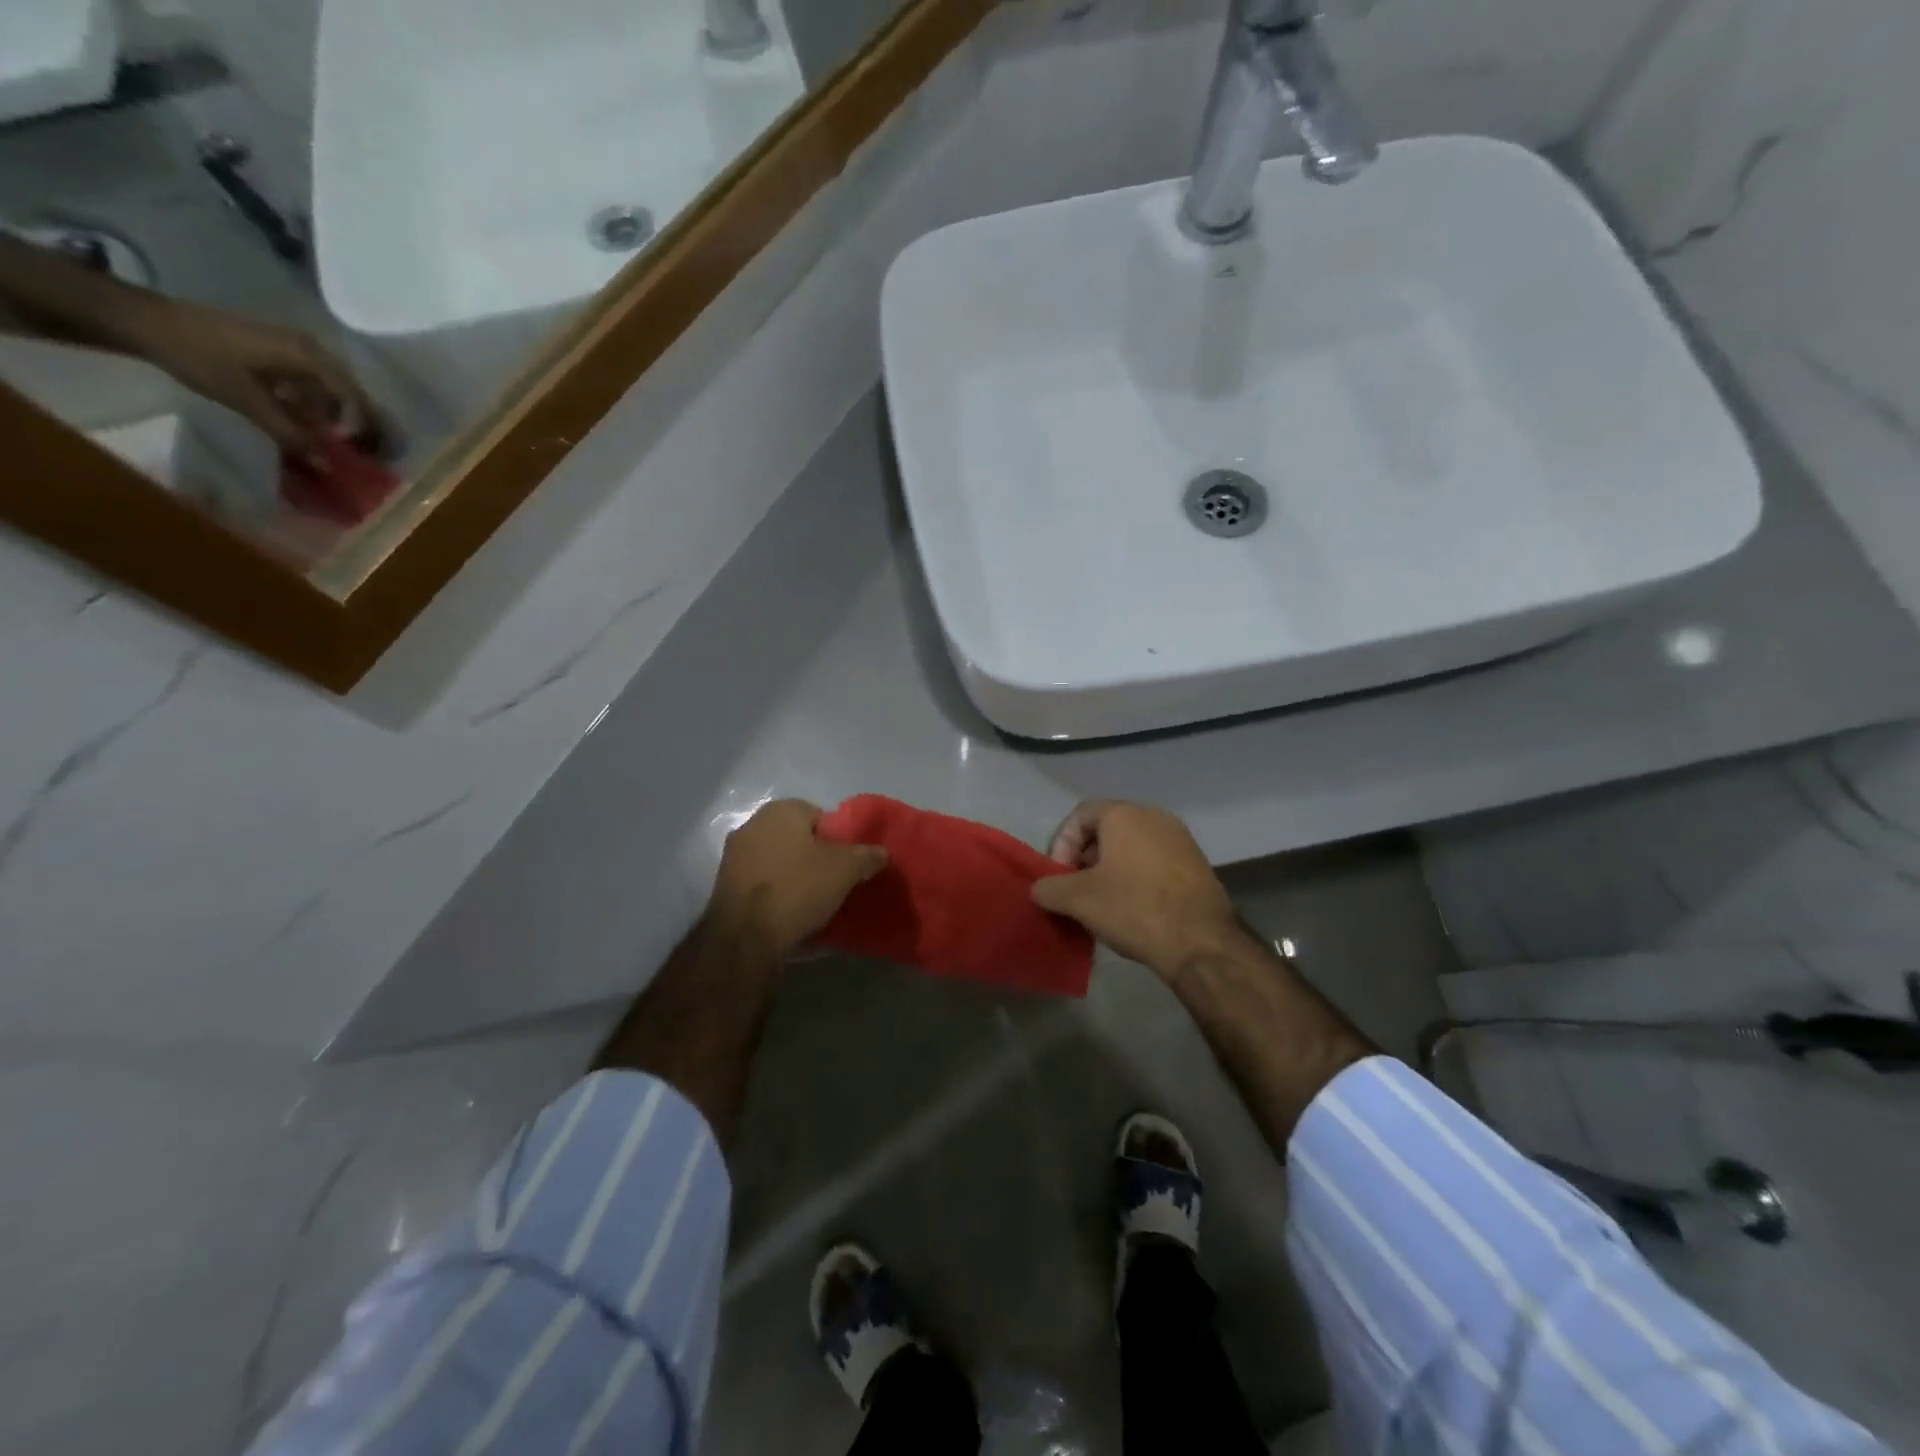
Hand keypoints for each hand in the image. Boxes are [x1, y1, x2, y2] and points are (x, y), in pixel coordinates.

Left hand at [130, 297, 393, 463]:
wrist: (144, 320)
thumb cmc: (200, 357)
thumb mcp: (248, 401)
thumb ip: (290, 434)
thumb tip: (328, 468)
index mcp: (311, 358)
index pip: (357, 399)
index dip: (370, 428)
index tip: (373, 455)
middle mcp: (311, 350)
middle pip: (348, 394)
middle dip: (354, 424)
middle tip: (354, 453)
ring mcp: (292, 347)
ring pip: (327, 389)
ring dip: (329, 416)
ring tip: (323, 441)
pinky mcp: (276, 350)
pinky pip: (308, 382)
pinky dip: (310, 404)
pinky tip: (298, 420)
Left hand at [707, 799, 887, 959]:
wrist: (745, 936)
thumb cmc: (798, 887)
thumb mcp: (846, 869)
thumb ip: (867, 856)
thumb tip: (881, 853)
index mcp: (781, 810)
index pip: (819, 815)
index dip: (837, 839)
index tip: (847, 864)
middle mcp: (752, 824)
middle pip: (796, 838)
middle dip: (814, 857)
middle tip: (833, 882)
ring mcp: (733, 856)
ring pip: (777, 861)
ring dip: (794, 876)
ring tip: (813, 902)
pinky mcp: (723, 886)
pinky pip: (761, 883)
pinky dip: (775, 893)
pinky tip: (789, 914)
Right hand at [1032, 800, 1246, 981]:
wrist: (1201, 942)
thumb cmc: (1134, 908)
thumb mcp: (1078, 900)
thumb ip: (1049, 888)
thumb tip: (1039, 889)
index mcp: (1124, 814)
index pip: (1080, 815)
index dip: (1061, 844)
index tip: (1059, 877)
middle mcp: (1154, 816)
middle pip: (1106, 829)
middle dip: (1085, 858)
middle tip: (1076, 890)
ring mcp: (1180, 839)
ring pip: (1131, 846)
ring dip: (1110, 869)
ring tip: (1102, 903)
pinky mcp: (1197, 863)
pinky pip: (1154, 861)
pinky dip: (1136, 877)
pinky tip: (1133, 908)